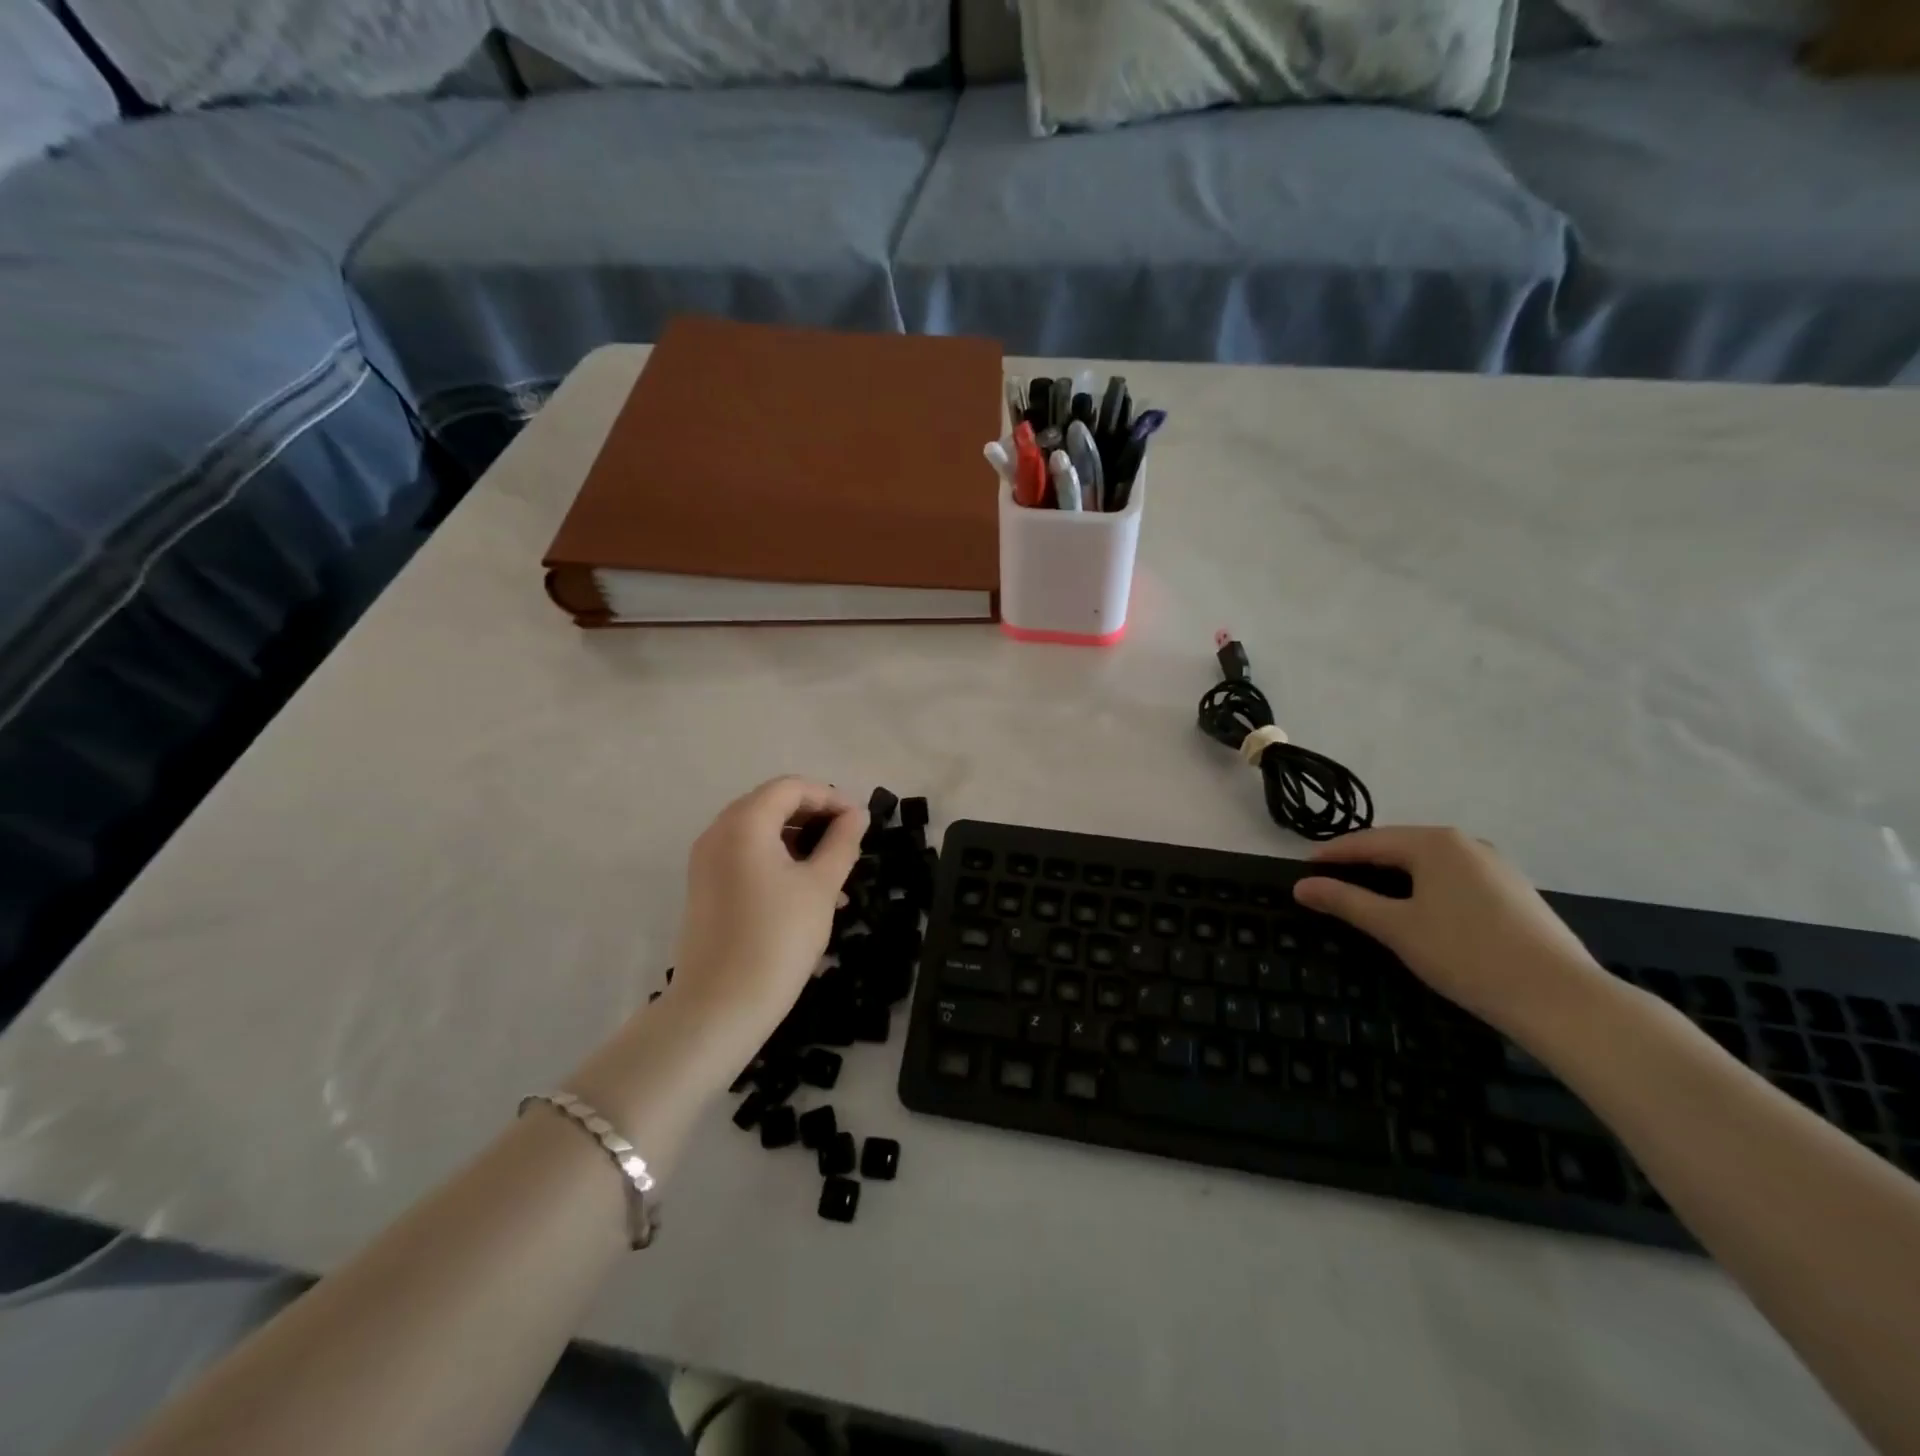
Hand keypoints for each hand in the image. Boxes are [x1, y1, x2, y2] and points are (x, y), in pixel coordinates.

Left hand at [664, 777, 865, 1060]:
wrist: (719, 1008)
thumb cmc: (777, 938)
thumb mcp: (820, 887)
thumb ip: (842, 842)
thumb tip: (856, 815)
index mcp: (743, 824)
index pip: (791, 788)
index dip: (830, 797)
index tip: (860, 823)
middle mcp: (718, 833)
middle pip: (772, 805)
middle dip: (815, 819)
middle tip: (849, 844)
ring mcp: (706, 862)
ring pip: (760, 834)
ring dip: (799, 843)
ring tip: (835, 876)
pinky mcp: (705, 889)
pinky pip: (746, 859)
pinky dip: (778, 863)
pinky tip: (807, 895)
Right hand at [1293, 827, 1613, 1039]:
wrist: (1561, 999)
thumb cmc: (1466, 954)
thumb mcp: (1396, 927)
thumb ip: (1346, 901)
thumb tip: (1302, 886)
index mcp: (1435, 843)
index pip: (1368, 841)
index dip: (1332, 855)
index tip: (1303, 870)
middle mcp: (1466, 843)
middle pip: (1399, 846)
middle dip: (1363, 863)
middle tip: (1330, 884)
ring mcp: (1496, 866)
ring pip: (1429, 863)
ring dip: (1395, 876)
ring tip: (1368, 897)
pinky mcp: (1515, 892)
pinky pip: (1455, 879)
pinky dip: (1426, 888)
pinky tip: (1419, 911)